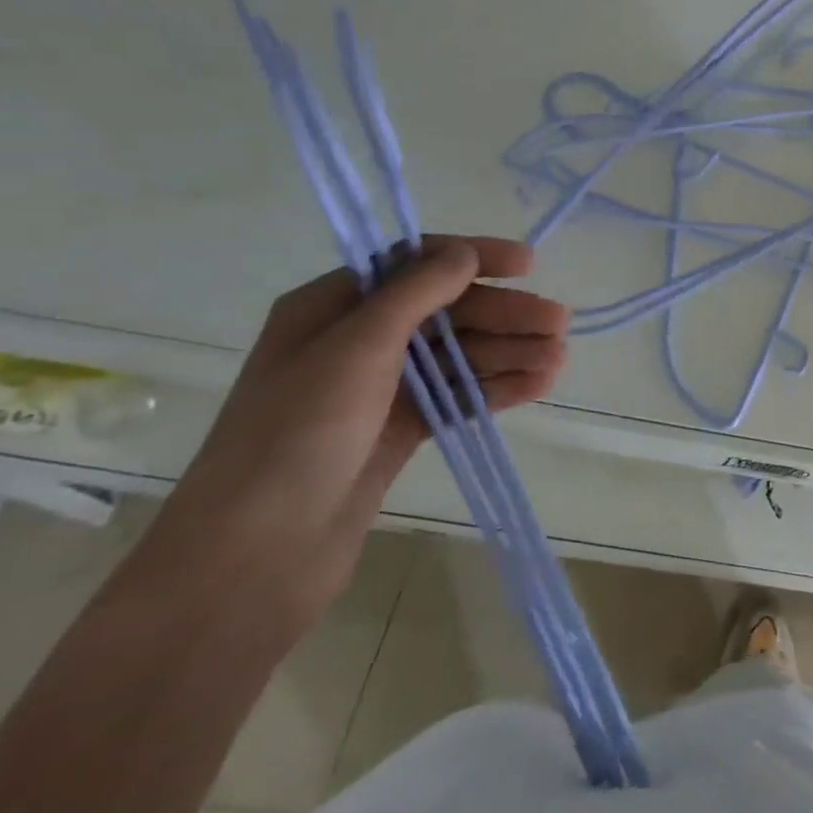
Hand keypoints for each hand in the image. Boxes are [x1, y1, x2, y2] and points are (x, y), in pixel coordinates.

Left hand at [136, 236, 568, 633]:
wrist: (253, 558)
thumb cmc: (297, 434)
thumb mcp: (356, 347)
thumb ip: (416, 293)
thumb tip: (466, 254)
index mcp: (332, 307)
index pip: (414, 263)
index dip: (474, 258)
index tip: (528, 265)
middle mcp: (356, 341)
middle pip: (446, 312)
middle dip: (504, 314)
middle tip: (559, 323)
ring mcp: (378, 389)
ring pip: (457, 356)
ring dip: (509, 352)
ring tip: (559, 359)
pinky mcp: (397, 431)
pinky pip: (457, 396)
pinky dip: (496, 388)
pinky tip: (539, 385)